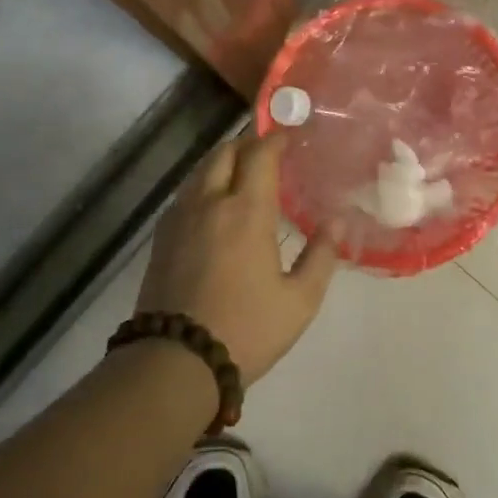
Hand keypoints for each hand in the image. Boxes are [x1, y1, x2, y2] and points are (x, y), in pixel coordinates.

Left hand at [138, 134, 336, 385]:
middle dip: (247, 144)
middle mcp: (209, 202)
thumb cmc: (245, 329)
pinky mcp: (161, 237)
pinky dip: (204, 185)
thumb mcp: (298, 301)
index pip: (260, 155)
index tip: (289, 135)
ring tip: (242, 175)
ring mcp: (180, 218)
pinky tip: (214, 206)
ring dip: (223, 162)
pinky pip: (185, 194)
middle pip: (224, 153)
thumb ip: (321, 257)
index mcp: (246, 211)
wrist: (175, 362)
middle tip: (267, 153)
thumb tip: (336, 223)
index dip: (275, 139)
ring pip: (200, 171)